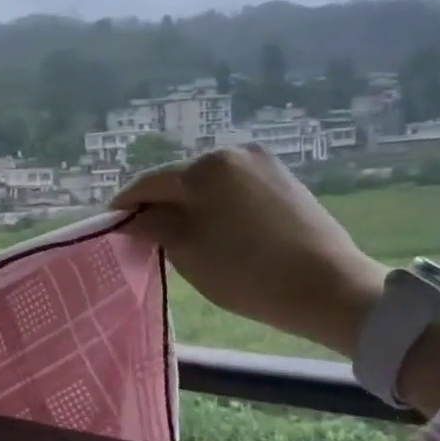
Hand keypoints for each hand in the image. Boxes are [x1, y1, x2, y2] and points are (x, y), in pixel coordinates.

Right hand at [112, 146, 387, 357]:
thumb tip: (132, 217)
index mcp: (205, 167)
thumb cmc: (247, 272)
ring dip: (190, 204)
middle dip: (160, 203)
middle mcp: (233, 153)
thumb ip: (153, 226)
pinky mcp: (284, 179)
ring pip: (208, 183)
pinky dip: (218, 205)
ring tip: (180, 233)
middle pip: (180, 179)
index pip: (150, 182)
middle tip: (144, 232)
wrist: (330, 288)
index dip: (126, 203)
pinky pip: (235, 188)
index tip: (110, 222)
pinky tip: (216, 229)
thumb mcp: (188, 252)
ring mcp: (263, 163)